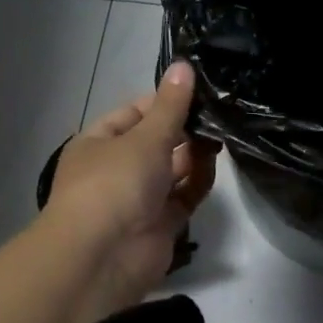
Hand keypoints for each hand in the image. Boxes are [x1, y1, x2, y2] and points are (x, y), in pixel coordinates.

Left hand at [43, 60, 217, 315]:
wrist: (104, 256)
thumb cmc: (115, 184)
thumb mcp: (145, 137)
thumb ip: (171, 105)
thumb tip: (184, 65)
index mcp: (100, 143)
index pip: (135, 113)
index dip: (165, 101)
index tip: (199, 91)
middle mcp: (119, 168)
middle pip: (158, 141)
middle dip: (186, 129)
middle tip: (220, 113)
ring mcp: (140, 198)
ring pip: (174, 169)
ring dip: (195, 154)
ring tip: (222, 136)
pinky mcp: (162, 223)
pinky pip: (185, 195)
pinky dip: (199, 182)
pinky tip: (214, 165)